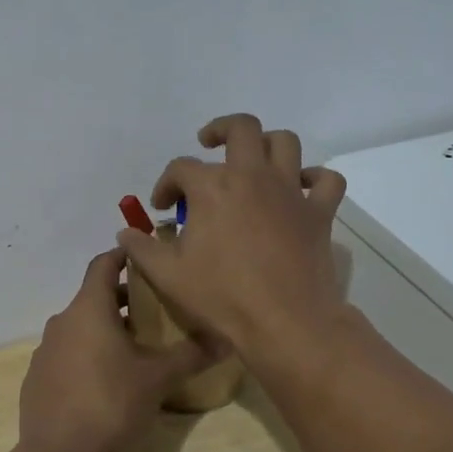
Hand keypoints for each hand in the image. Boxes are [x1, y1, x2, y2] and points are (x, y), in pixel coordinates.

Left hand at [18, 249, 214, 451]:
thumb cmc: (111, 404)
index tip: (146, 258)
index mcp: (88, 308)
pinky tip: (106, 381)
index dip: (124, 256)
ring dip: (105, 328)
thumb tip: (228, 338)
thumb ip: (191, 354)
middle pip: (93, 296)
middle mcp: (62, 321)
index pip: (103, 264)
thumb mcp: (158, 379)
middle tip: (154, 309)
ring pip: (80, 326)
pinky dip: (87, 353)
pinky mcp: (37, 377)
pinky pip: (66, 353)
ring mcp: (45, 350)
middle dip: (122, 299)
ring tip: (136, 347)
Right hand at [116, 114, 347, 357]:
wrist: (285, 322)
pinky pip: (327, 181)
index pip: (181, 168)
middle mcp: (252, 176)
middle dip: (220, 130)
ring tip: (253, 160)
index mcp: (212, 188)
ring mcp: (290, 192)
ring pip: (285, 143)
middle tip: (209, 144)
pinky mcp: (319, 213)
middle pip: (241, 128)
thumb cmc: (222, 296)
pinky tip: (301, 188)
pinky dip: (315, 178)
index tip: (162, 207)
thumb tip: (125, 233)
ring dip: (267, 143)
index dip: (166, 184)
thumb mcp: (167, 275)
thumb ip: (141, 248)